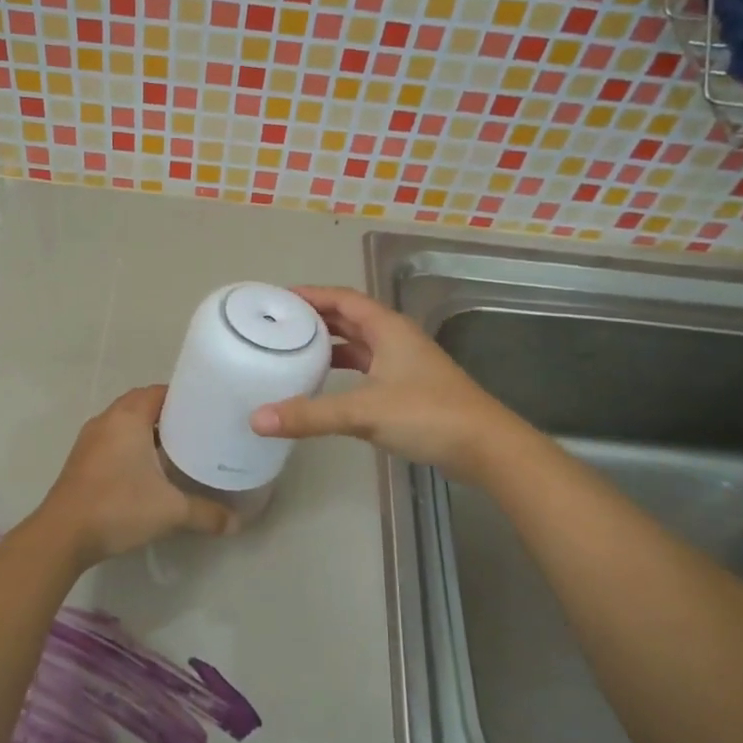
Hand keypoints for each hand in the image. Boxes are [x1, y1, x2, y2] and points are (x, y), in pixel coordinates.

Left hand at [35, 385, 234, 565]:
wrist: (63, 535)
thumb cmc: (118, 507)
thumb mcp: (171, 510)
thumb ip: (207, 513)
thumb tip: (237, 523)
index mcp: (127, 417)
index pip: (159, 391)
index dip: (183, 397)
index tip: (206, 409)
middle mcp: (106, 420)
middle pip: (141, 404)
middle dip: (168, 414)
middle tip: (197, 429)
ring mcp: (89, 440)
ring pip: (124, 423)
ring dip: (147, 431)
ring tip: (177, 448)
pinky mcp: (81, 460)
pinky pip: (112, 441)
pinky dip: (131, 446)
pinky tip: (148, 470)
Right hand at [248, 286, 521, 481]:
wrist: (485, 447)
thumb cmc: (427, 415)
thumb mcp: (363, 412)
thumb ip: (310, 415)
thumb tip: (257, 419)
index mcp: (388, 328)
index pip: (343, 298)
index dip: (312, 294)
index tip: (278, 299)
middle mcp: (396, 339)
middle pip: (350, 317)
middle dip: (316, 318)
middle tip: (278, 324)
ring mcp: (404, 364)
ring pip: (360, 344)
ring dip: (330, 344)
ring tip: (294, 350)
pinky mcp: (408, 389)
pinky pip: (367, 368)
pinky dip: (344, 370)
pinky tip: (326, 385)